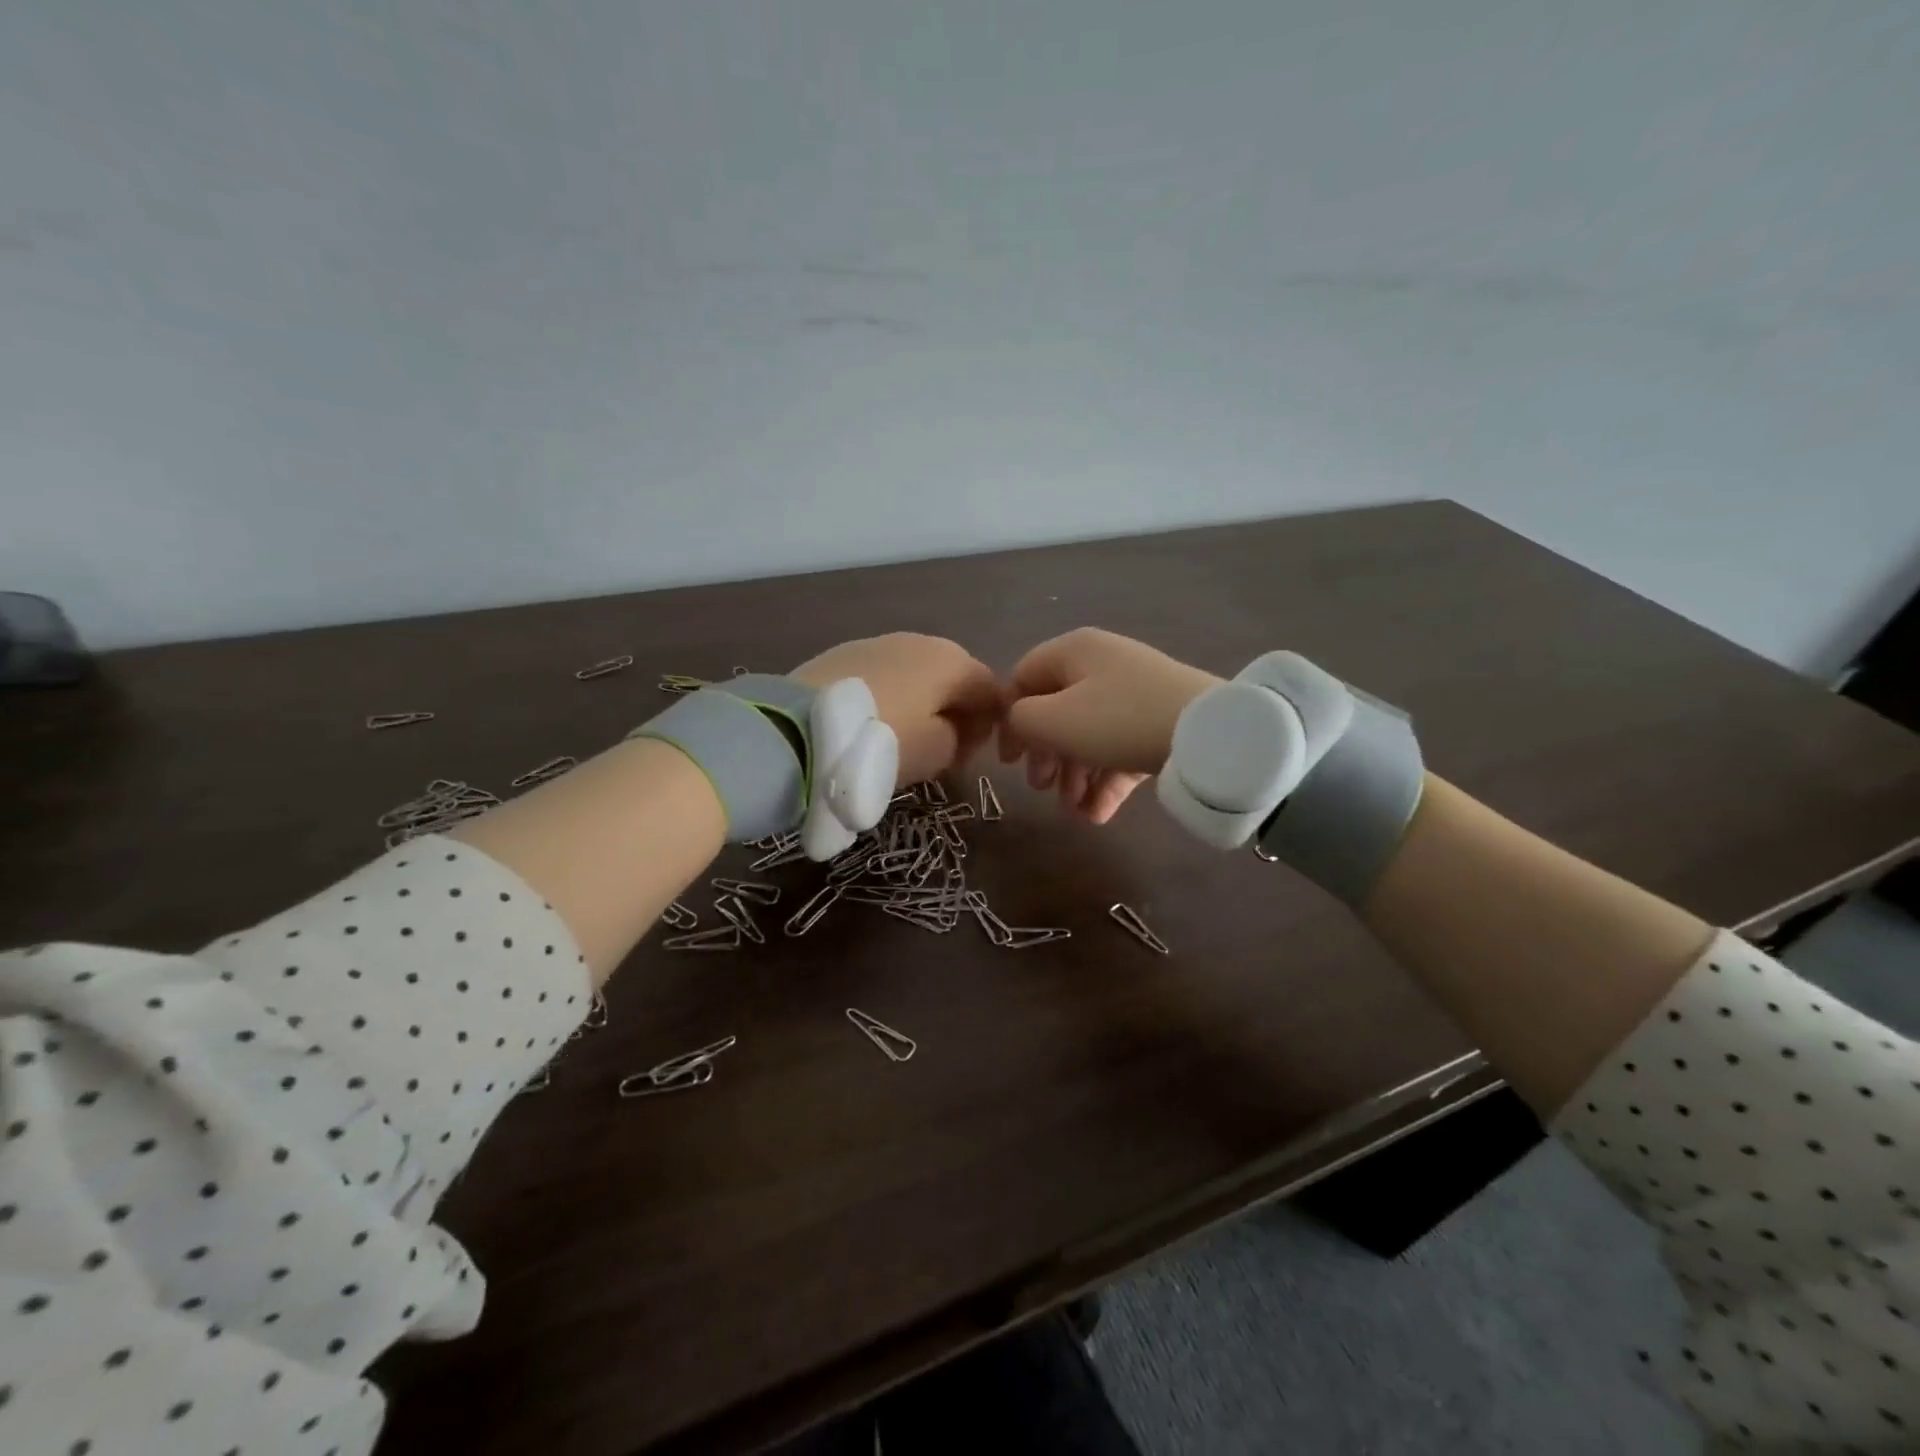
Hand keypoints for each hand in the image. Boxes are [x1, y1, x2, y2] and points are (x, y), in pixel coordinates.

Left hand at [792, 634, 1000, 787]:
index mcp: (952, 661)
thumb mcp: (937, 753)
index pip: (990, 689)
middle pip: (953, 677)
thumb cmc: (882, 741)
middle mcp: (921, 640)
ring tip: (901, 738)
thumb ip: (960, 739)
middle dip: (954, 712)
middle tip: (939, 750)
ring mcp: (879, 642)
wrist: (800, 727)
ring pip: (916, 674)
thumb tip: (954, 728)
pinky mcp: (844, 652)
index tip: (968, 756)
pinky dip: (889, 696)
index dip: (988, 725)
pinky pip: (884, 675)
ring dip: (920, 703)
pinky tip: (871, 721)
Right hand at [1000, 628, 1220, 822]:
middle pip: (1057, 711)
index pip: (1023, 679)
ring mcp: (1134, 694)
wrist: (1208, 734)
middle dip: (1046, 756)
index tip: (1009, 761)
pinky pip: (1120, 749)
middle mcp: (1102, 665)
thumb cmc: (1118, 719)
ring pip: (1089, 736)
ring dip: (1074, 776)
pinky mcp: (1158, 722)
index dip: (1009, 720)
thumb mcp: (1055, 720)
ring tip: (1075, 811)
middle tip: (1040, 788)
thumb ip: (1021, 720)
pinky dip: (1106, 780)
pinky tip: (1098, 815)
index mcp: (1073, 652)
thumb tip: (1020, 724)